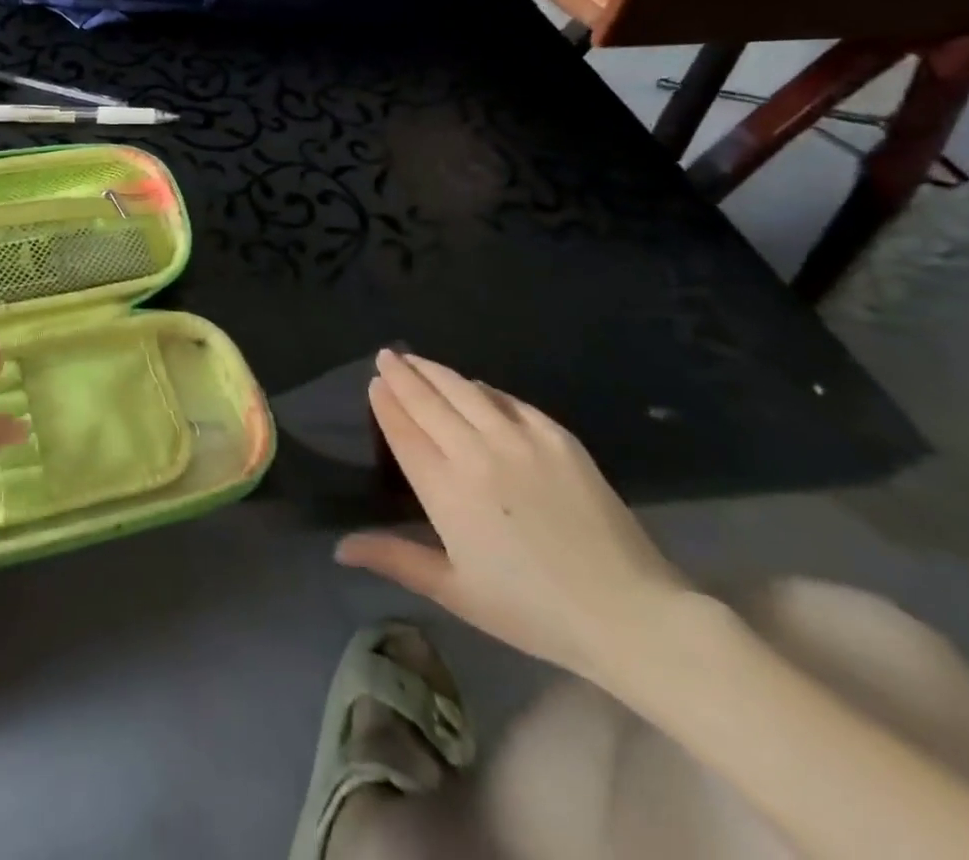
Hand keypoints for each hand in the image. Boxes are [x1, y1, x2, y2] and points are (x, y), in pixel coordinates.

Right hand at [336, 350, 692, 684]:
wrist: (628, 614)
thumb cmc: (532, 610)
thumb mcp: (455, 591)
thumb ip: (395, 559)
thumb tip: (339, 548)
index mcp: (445, 489)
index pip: (403, 430)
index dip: (386, 402)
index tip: (375, 383)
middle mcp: (475, 452)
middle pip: (427, 401)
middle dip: (402, 375)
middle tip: (386, 355)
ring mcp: (519, 439)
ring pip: (464, 390)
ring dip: (435, 371)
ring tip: (416, 359)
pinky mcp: (557, 437)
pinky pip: (509, 400)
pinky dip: (483, 389)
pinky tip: (475, 385)